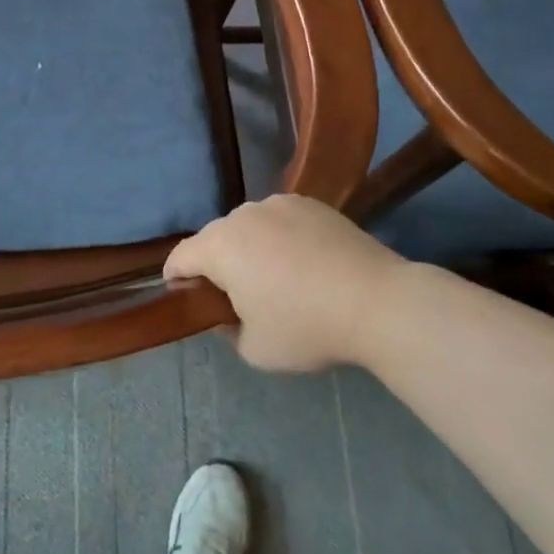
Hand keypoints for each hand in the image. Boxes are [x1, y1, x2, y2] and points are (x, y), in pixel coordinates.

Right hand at [165, 195, 401, 371]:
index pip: (181, 257)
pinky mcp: (310, 203)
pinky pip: (280, 220)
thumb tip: (227, 314)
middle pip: (215, 238)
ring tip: (275, 278)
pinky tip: (304, 263)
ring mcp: (278, 204)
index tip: (184, 297)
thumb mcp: (255, 350)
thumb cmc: (307, 327)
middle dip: (217, 264)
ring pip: (248, 226)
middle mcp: (243, 215)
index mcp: (220, 246)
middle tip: (235, 296)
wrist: (377, 301)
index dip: (176, 278)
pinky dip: (280, 238)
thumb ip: (227, 330)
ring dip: (249, 248)